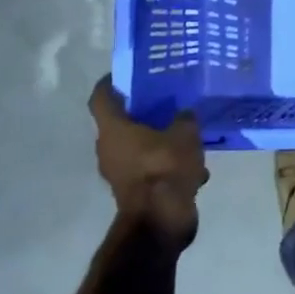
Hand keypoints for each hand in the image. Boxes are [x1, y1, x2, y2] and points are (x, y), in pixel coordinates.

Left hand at [88, 77, 208, 248]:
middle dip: (142, 114)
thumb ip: (185, 118)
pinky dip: (166, 166)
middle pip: (120, 124)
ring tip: (185, 135)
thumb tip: (184, 113)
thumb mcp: (185, 134)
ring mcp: (119, 172)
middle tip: (166, 101)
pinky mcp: (133, 191)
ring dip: (157, 142)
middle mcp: (108, 149)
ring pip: (137, 148)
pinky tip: (193, 166)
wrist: (160, 219)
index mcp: (113, 129)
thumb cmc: (165, 166)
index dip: (110, 83)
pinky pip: (149, 169)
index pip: (101, 97)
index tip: (125, 75)